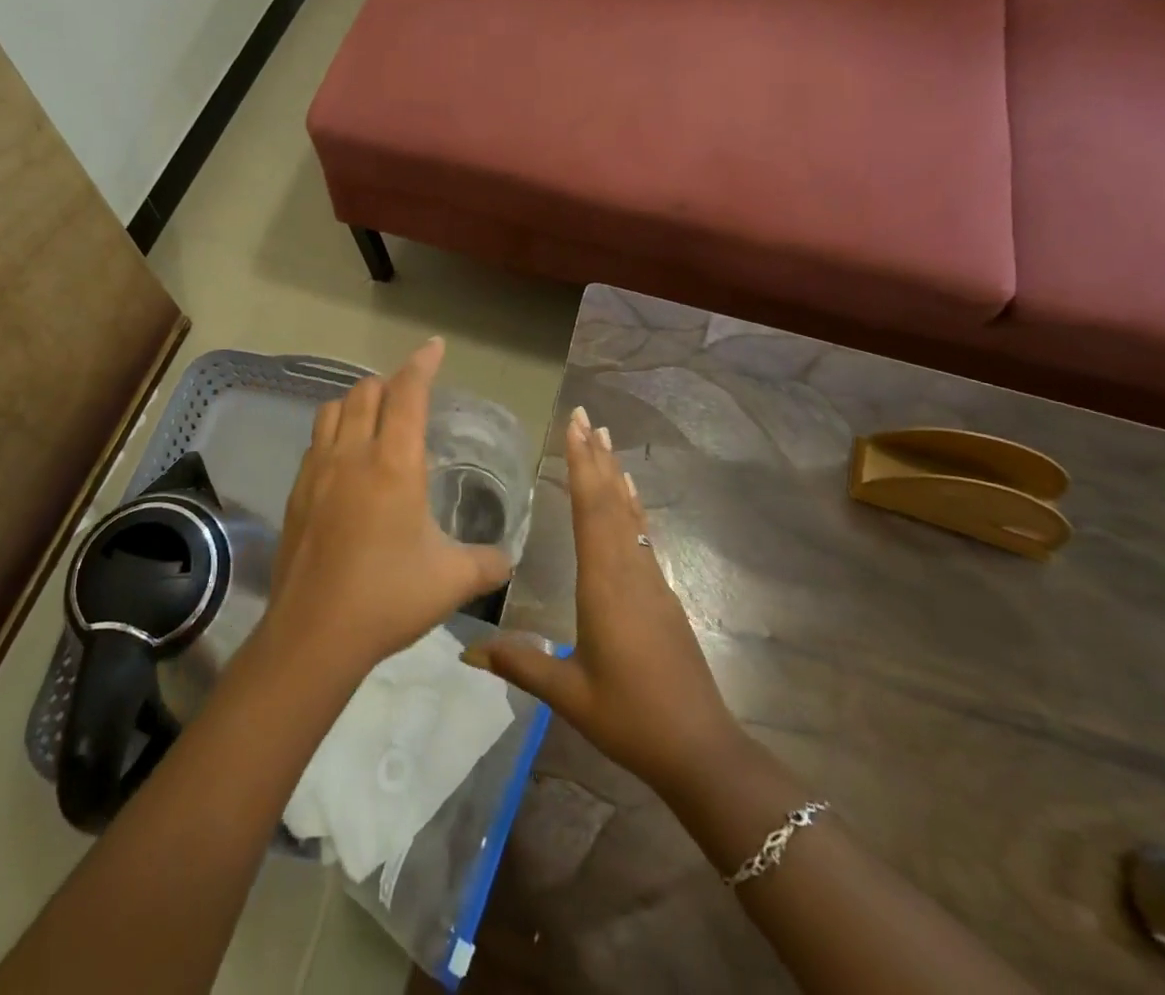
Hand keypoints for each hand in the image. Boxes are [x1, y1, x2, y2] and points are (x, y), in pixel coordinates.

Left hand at [264, 337, 512, 680]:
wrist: (313, 634)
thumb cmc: (388, 598)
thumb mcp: (451, 581)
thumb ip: (487, 562)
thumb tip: (509, 558)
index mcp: (394, 464)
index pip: (408, 394)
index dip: (422, 364)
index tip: (435, 346)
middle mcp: (352, 454)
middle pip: (366, 392)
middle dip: (391, 383)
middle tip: (411, 396)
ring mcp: (318, 471)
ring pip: (333, 409)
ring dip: (357, 402)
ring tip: (376, 418)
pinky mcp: (297, 492)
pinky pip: (316, 441)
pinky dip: (334, 431)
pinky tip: (345, 460)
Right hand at [464, 407, 748, 797]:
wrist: (700, 748)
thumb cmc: (631, 718)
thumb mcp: (570, 694)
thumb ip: (520, 664)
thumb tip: (464, 653)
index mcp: (604, 585)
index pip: (590, 510)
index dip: (581, 465)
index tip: (574, 427)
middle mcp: (628, 570)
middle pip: (610, 501)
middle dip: (595, 456)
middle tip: (585, 415)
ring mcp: (649, 580)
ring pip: (628, 514)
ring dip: (613, 473)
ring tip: (605, 438)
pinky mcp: (661, 593)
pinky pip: (640, 534)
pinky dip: (630, 505)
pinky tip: (629, 494)